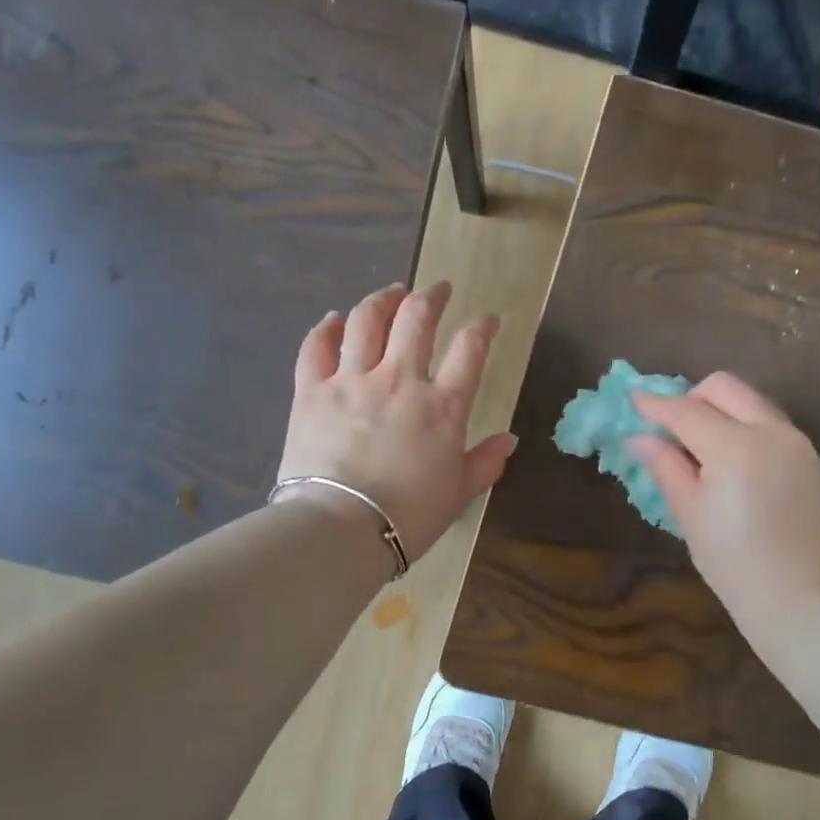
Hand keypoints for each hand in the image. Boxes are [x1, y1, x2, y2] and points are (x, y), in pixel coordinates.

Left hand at [277, 281, 516, 567]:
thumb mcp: (459, 493)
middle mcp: (399, 380)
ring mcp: (352, 381)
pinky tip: (334, 318)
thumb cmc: (409, 516)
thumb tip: (508, 439)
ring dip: (382, 299)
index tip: (488, 320)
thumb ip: (485, 462)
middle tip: (438, 289)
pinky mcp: (311, 391)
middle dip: (432, 296)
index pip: (470, 349)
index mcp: (442, 406)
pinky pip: (316, 347)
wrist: (341, 529)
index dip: (482, 328)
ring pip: (366, 321)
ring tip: (391, 292)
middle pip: (416, 319)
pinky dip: (325, 327)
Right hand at [630, 373, 819, 629]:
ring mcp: (796, 441)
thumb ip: (665, 465)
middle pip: (724, 387)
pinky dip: (745, 427)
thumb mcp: (689, 512)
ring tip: (702, 448)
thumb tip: (638, 437)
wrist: (798, 596)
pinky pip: (770, 422)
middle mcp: (770, 431)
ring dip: (721, 410)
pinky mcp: (810, 456)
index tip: (632, 398)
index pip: (685, 411)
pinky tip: (733, 463)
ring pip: (751, 400)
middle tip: (673, 429)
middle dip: (692, 397)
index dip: (654, 404)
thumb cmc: (732, 561)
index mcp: (735, 446)